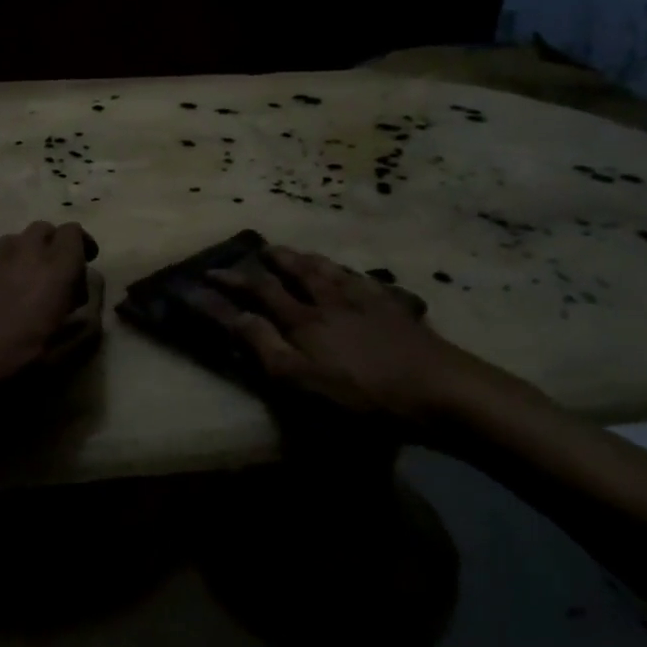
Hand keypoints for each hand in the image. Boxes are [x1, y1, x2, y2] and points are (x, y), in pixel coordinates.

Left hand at [0, 221, 103, 415]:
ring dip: (30, 253)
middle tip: (61, 276)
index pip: (73, 232)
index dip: (83, 245)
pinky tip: (3, 296)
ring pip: (18, 239)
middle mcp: (24, 253)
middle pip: (45, 229)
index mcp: (54, 268)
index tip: (86, 266)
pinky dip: (7, 266)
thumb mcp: (63, 351)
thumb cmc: (15, 360)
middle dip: (56, 245)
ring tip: (30, 284)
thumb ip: (86, 320)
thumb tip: (90, 299)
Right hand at [200, 244, 516, 429]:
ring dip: (307, 260)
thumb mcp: (301, 381)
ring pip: (329, 271)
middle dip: (272, 262)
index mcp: (304, 321)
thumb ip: (264, 346)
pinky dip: (350, 274)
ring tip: (298, 253)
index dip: (232, 284)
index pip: (259, 295)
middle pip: (296, 273)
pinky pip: (366, 282)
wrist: (440, 390)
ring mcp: (366, 302)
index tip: (207, 275)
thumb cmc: (363, 396)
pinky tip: (355, 276)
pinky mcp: (396, 310)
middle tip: (258, 250)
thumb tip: (232, 316)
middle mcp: (330, 302)